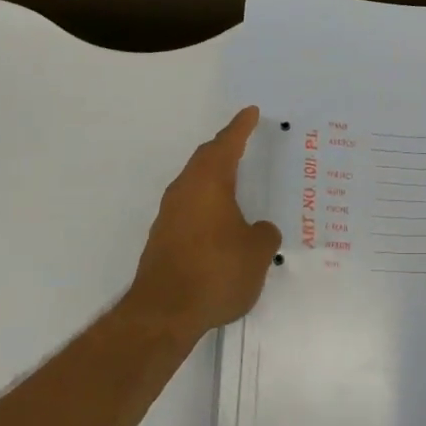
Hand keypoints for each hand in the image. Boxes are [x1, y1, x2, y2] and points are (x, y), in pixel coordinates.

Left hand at [123, 107, 282, 342]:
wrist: (164, 313)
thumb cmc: (217, 272)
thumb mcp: (257, 252)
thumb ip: (263, 234)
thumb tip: (258, 230)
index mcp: (209, 183)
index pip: (227, 144)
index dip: (241, 127)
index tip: (251, 112)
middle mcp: (184, 191)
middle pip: (205, 160)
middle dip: (224, 148)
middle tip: (242, 140)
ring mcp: (169, 215)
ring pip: (194, 184)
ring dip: (213, 178)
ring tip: (234, 182)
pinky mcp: (162, 240)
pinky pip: (189, 208)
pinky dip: (206, 205)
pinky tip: (219, 222)